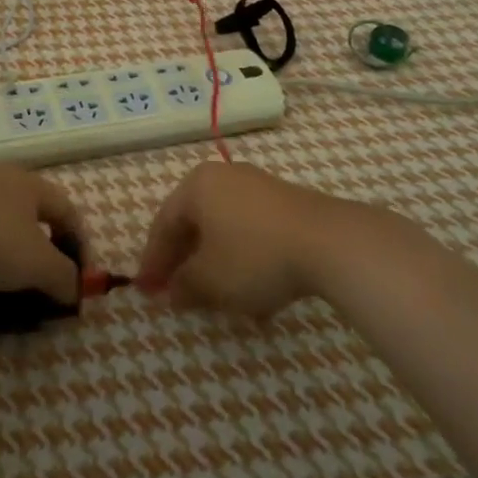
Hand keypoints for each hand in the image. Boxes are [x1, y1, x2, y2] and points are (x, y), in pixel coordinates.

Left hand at [0, 164, 84, 303]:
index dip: (80, 245)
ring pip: (2, 217)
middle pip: (34, 212)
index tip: (81, 278)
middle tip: (44, 275)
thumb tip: (75, 290)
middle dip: (43, 245)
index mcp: (34, 185)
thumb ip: (63, 277)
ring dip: (11, 245)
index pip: (68, 212)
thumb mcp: (38, 264)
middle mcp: (5, 177)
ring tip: (6, 275)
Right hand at [137, 161, 359, 317]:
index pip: (163, 224)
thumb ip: (183, 286)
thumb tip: (171, 292)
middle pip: (194, 223)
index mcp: (197, 185)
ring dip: (216, 265)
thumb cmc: (255, 256)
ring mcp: (259, 187)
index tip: (146, 291)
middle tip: (176, 293)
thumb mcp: (210, 280)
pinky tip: (255, 295)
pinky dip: (245, 261)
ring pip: (225, 230)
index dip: (152, 261)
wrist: (331, 243)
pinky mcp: (288, 204)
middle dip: (185, 262)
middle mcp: (225, 177)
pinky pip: (253, 233)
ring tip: (216, 300)